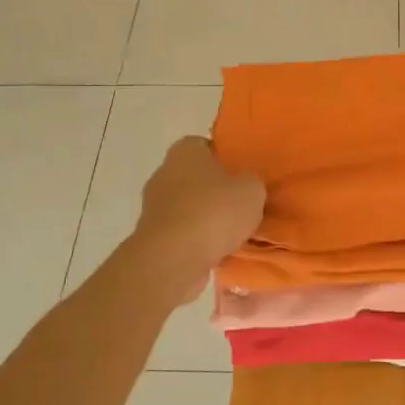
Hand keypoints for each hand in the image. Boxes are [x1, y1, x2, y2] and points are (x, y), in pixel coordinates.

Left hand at [133, 137, 265, 301]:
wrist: (174, 259)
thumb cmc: (214, 212)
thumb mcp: (252, 190)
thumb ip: (251, 182)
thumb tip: (245, 185)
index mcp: (184, 151)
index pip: (205, 145)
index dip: (225, 158)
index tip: (242, 174)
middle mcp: (164, 173)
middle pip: (195, 177)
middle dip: (216, 190)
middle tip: (242, 204)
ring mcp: (154, 207)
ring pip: (189, 207)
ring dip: (207, 218)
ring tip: (234, 233)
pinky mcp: (153, 237)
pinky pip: (183, 233)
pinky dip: (197, 241)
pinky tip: (218, 251)